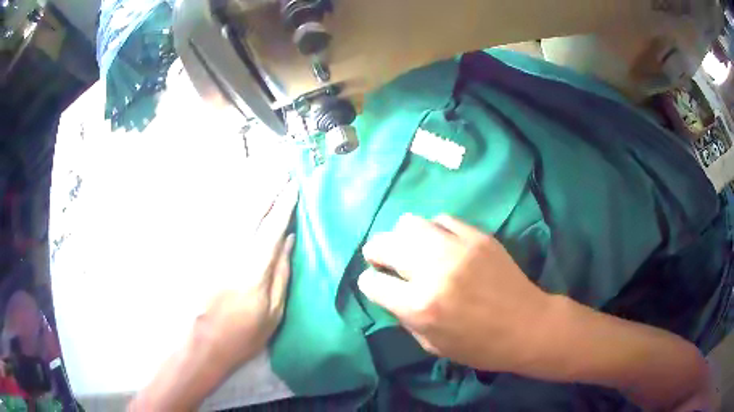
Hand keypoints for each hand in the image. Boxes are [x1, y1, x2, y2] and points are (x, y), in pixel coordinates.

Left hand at [195, 181, 298, 370]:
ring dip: (250, 192)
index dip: (285, 205)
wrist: (201, 342)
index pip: (273, 227)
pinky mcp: (201, 251)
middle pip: (252, 212)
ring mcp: (213, 249)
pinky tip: (237, 197)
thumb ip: (282, 275)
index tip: (294, 186)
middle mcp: (232, 251)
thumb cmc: (242, 334)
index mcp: (255, 269)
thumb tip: (288, 241)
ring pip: (233, 212)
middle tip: (281, 170)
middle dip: (268, 189)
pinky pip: (217, 221)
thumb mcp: (273, 314)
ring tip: (263, 175)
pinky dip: (230, 206)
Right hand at [358, 213, 551, 372]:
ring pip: (409, 222)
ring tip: (412, 249)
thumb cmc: (480, 346)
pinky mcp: (477, 236)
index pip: (371, 282)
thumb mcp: (432, 345)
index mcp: (419, 306)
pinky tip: (441, 244)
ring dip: (403, 237)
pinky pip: (442, 219)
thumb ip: (405, 317)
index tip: (378, 286)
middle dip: (376, 253)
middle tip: (384, 260)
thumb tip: (391, 292)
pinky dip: (434, 231)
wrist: (527, 326)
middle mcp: (433, 271)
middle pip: (384, 244)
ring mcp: (457, 248)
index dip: (370, 284)